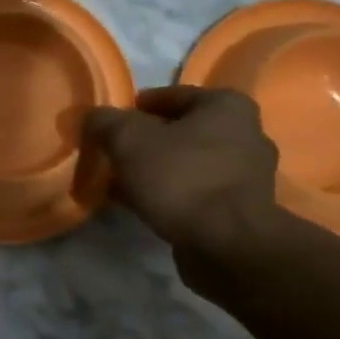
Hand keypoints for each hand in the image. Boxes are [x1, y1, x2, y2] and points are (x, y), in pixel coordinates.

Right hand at [83, 86, 287, 291]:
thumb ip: (106, 122)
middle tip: (115, 153)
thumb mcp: (128, 141)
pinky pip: (196, 192)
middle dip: (148, 142)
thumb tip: (92, 116)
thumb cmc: (180, 178)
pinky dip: (171, 195)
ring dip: (158, 171)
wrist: (226, 243)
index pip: (173, 95)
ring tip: (123, 183)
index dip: (138, 107)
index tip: (112, 123)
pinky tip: (143, 206)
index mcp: (226, 106)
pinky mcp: (242, 210)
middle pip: (183, 131)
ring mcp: (247, 175)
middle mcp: (246, 134)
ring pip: (189, 164)